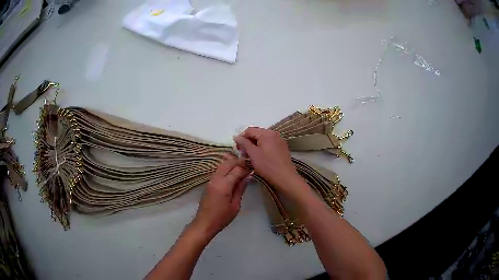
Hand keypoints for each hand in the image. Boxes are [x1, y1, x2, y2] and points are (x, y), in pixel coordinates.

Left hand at [191, 154, 248, 239]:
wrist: (205, 223)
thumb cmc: (222, 217)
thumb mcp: (235, 205)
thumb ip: (241, 189)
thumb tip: (248, 176)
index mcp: (224, 185)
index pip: (237, 169)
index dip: (245, 168)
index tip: (252, 170)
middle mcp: (216, 179)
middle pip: (228, 163)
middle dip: (238, 162)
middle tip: (248, 165)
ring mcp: (211, 180)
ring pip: (222, 165)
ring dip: (231, 163)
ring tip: (242, 168)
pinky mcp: (208, 183)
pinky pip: (218, 170)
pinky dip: (226, 168)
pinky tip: (232, 172)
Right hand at [234, 127, 301, 191]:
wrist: (285, 177)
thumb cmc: (267, 166)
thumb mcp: (253, 154)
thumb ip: (244, 143)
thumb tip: (236, 136)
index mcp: (267, 133)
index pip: (249, 130)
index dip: (241, 137)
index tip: (237, 148)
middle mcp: (274, 133)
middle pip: (257, 133)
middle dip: (248, 141)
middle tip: (243, 152)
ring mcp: (279, 140)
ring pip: (263, 138)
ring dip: (255, 144)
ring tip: (250, 155)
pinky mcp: (282, 147)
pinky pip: (269, 143)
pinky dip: (262, 147)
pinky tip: (260, 156)